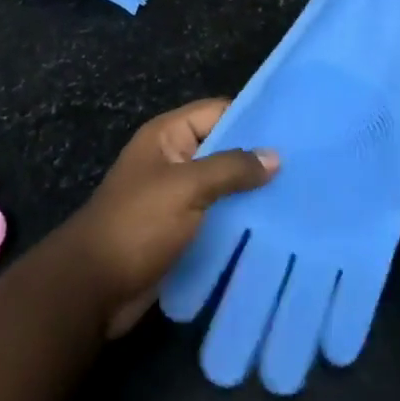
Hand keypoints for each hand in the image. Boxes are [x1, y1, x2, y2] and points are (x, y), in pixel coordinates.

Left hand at [58, 100, 277, 336]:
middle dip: (256, 159)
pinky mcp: (180, 232)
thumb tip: (275, 156)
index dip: (252, 117)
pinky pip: (216, 217)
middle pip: (222, 149)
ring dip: (251, 194)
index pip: (217, 112)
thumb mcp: (185, 187)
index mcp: (168, 135)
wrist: (93, 289)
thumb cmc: (137, 224)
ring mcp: (176, 197)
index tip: (293, 128)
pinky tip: (273, 229)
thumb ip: (230, 168)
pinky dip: (239, 222)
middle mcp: (174, 159)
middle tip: (306, 166)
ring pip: (222, 187)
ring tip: (299, 197)